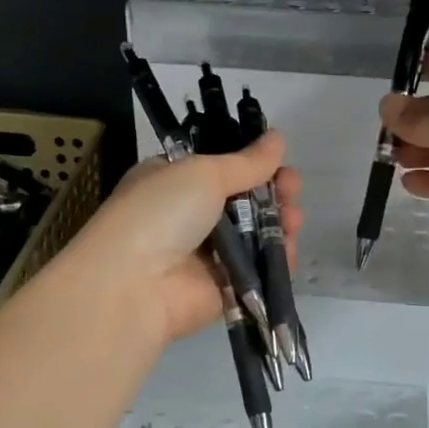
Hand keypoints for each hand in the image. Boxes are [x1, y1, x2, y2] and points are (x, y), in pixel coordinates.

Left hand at [72, 131, 301, 344]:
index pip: (220, 169)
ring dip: (278, 224)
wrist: (135, 284)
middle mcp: (188, 218)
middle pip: (242, 202)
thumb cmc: (162, 212)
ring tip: (293, 219)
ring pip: (254, 236)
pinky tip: (288, 247)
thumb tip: (278, 138)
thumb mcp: (203, 173)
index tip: (278, 163)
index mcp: (173, 182)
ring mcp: (206, 256)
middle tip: (292, 189)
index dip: (252, 165)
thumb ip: (247, 162)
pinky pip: (256, 270)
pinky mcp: (223, 289)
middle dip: (272, 194)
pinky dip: (275, 259)